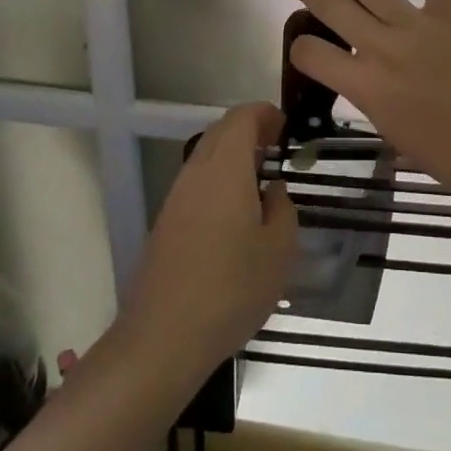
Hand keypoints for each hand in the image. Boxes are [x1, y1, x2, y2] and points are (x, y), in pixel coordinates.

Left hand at [118, 102, 297, 387]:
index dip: (266, 114)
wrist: (163, 336)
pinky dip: (219, 179)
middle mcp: (197, 172)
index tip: (286, 127)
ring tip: (260, 180)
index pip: (242, 117)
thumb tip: (273, 191)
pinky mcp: (166, 221)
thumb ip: (282, 209)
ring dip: (233, 156)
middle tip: (276, 148)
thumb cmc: (231, 288)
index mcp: (226, 167)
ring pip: (206, 156)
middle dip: (250, 130)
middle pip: (221, 131)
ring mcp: (176, 197)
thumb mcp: (278, 251)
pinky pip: (197, 182)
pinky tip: (235, 212)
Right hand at [281, 0, 450, 211]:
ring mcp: (419, 25)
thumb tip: (361, 71)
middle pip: (332, 7)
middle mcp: (384, 49)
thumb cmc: (449, 156)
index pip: (313, 54)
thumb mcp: (391, 131)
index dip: (301, 49)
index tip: (306, 46)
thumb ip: (370, 95)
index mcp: (366, 87)